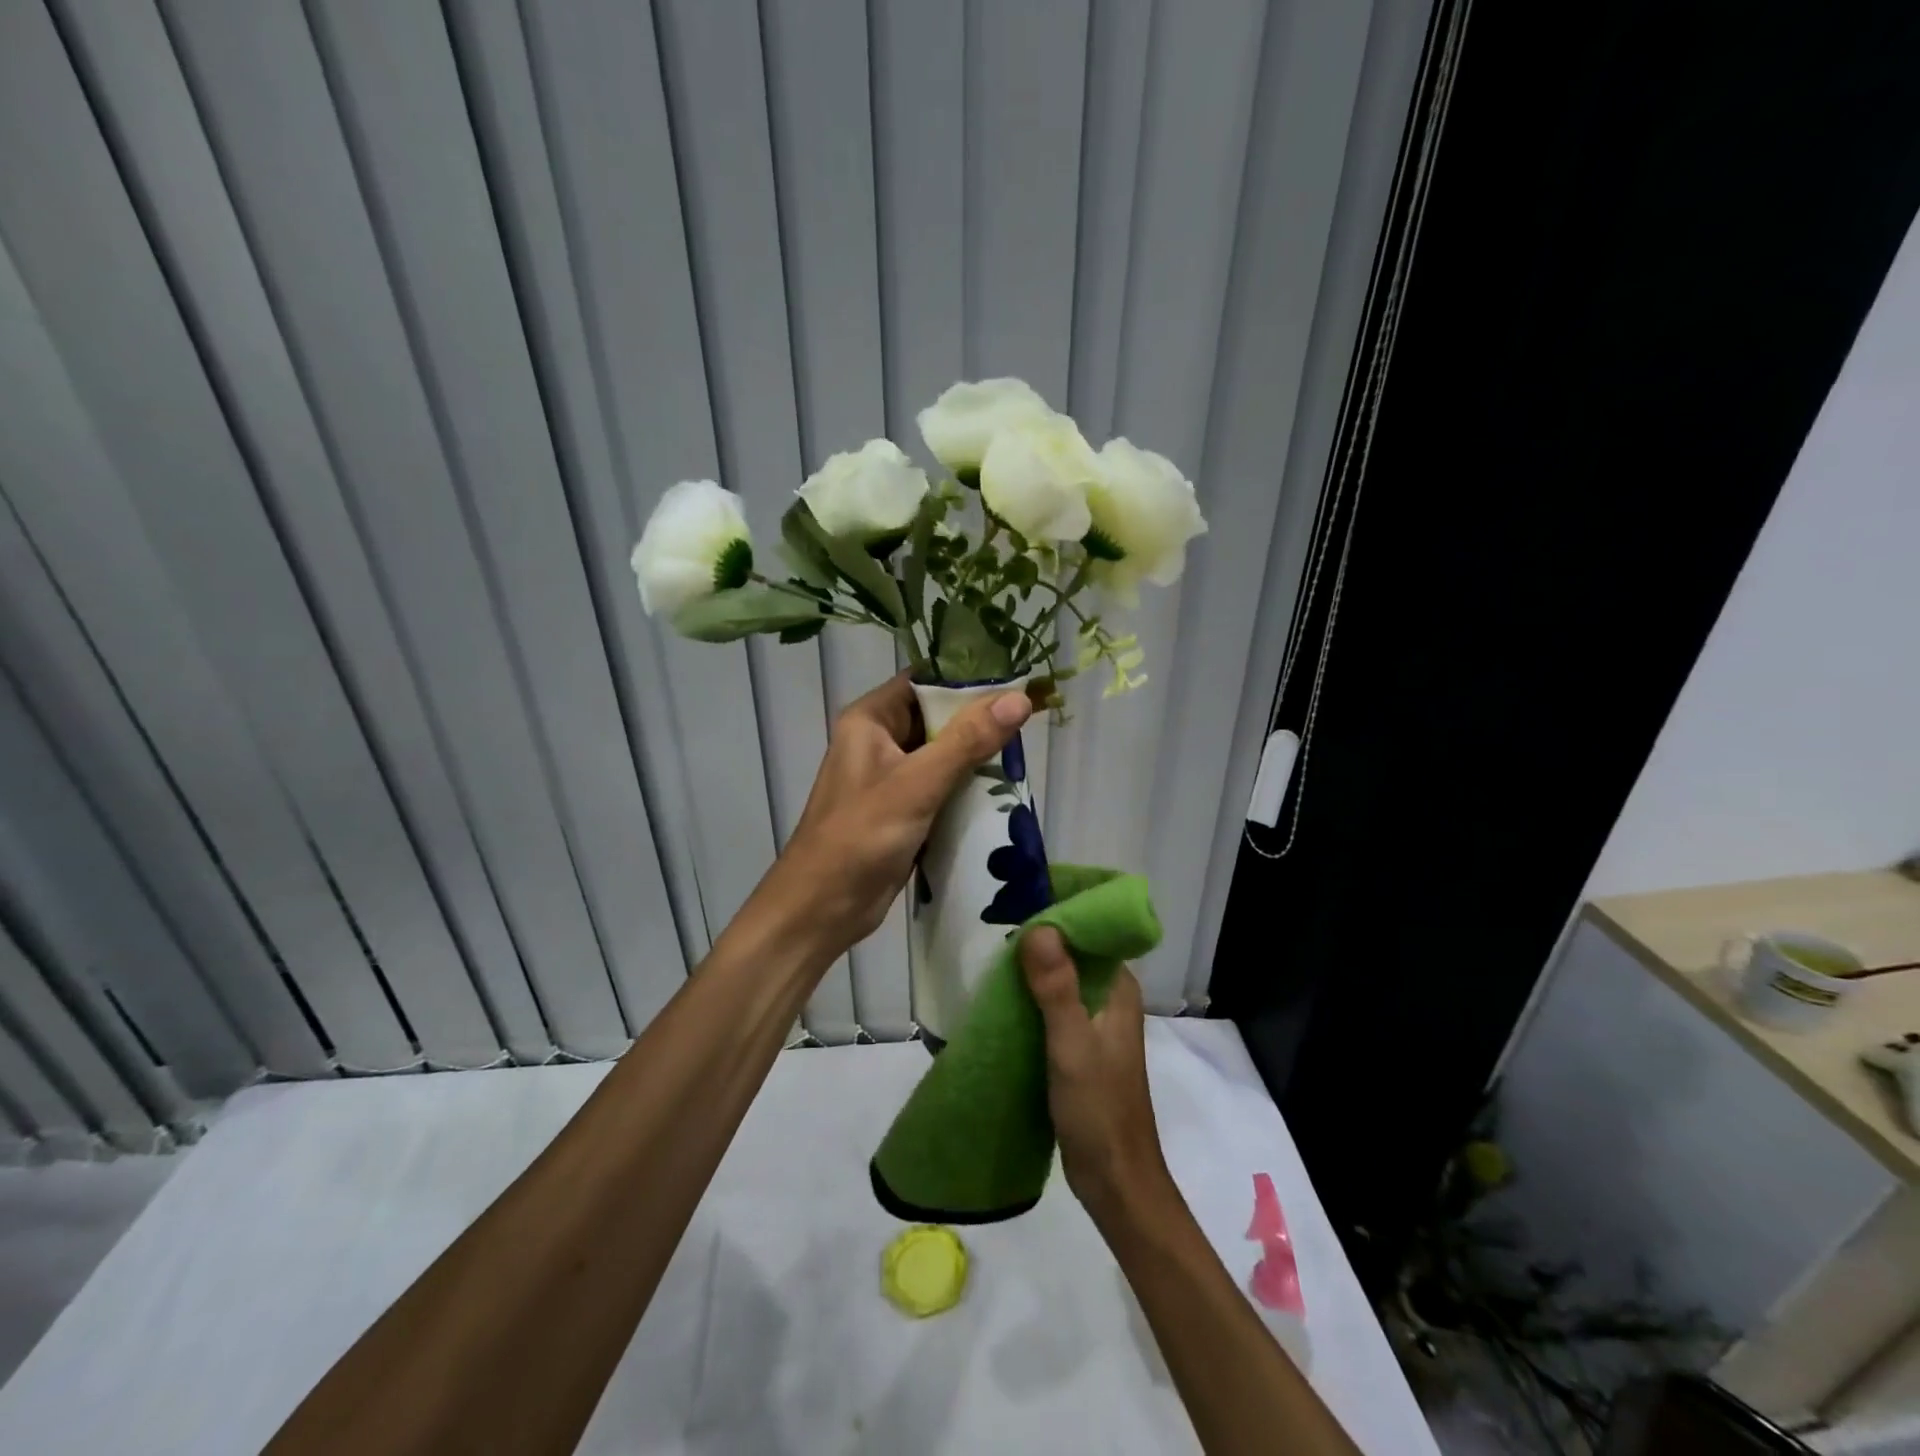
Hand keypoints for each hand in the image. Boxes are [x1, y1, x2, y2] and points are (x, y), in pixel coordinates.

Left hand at [754, 673, 1031, 962]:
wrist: (822, 908)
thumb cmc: (860, 837)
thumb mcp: (917, 784)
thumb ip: (968, 740)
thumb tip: (1020, 698)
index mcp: (870, 719)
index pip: (925, 681)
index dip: (969, 678)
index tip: (1017, 680)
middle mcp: (879, 740)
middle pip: (938, 717)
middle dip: (980, 720)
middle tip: (1031, 718)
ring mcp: (891, 777)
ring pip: (943, 753)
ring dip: (977, 755)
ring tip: (1025, 750)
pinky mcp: (902, 809)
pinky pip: (942, 786)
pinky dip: (967, 787)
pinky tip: (1004, 788)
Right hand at [1021, 928, 1175, 1226]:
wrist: (1114, 1182)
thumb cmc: (1098, 1110)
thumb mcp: (1072, 1045)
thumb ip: (1057, 987)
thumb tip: (1039, 927)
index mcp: (1118, 988)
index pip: (1089, 933)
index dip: (1056, 916)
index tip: (1017, 907)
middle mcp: (1110, 998)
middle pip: (1072, 954)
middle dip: (1038, 943)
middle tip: (995, 934)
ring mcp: (1094, 1023)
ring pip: (1060, 981)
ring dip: (1031, 972)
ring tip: (992, 963)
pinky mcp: (1079, 1046)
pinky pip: (1052, 1008)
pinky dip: (1030, 1000)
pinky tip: (1001, 1000)